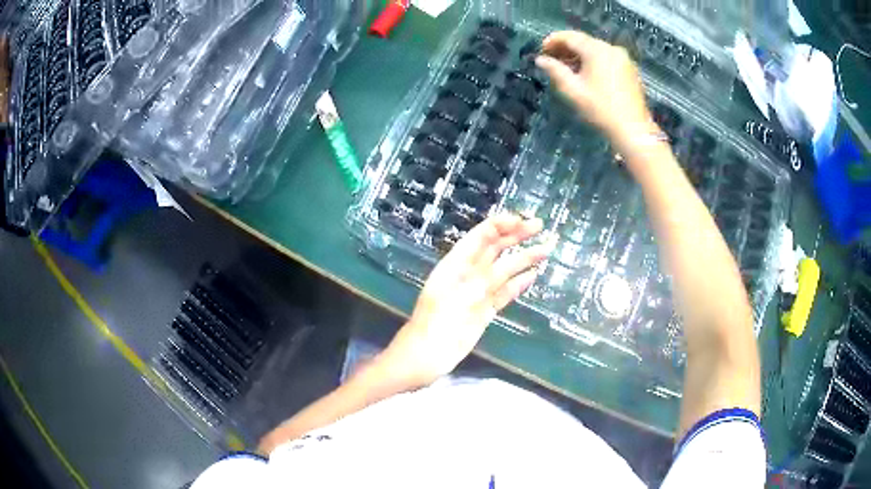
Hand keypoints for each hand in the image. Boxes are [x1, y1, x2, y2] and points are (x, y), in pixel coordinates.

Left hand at [381, 214, 552, 387]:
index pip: (481, 236)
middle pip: (495, 248)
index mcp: (456, 264)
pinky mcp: (484, 311)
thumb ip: (486, 279)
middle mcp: (468, 274)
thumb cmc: (436, 324)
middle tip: (541, 226)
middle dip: (517, 235)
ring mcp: (478, 293)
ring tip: (546, 248)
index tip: (523, 221)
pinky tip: (533, 275)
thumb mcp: (461, 298)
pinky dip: (519, 283)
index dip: (502, 225)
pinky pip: (505, 293)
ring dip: (524, 258)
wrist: (424, 357)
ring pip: (504, 270)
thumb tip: (513, 266)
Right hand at [535, 31, 655, 150]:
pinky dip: (594, 61)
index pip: (570, 36)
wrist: (633, 129)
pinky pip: (607, 58)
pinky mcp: (630, 69)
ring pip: (596, 49)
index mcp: (596, 50)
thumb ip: (555, 70)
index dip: (553, 41)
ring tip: (568, 69)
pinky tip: (587, 75)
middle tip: (553, 60)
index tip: (541, 51)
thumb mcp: (573, 90)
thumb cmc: (600, 109)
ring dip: (580, 55)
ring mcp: (623, 58)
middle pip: (584, 41)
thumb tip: (540, 59)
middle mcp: (611, 48)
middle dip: (566, 48)